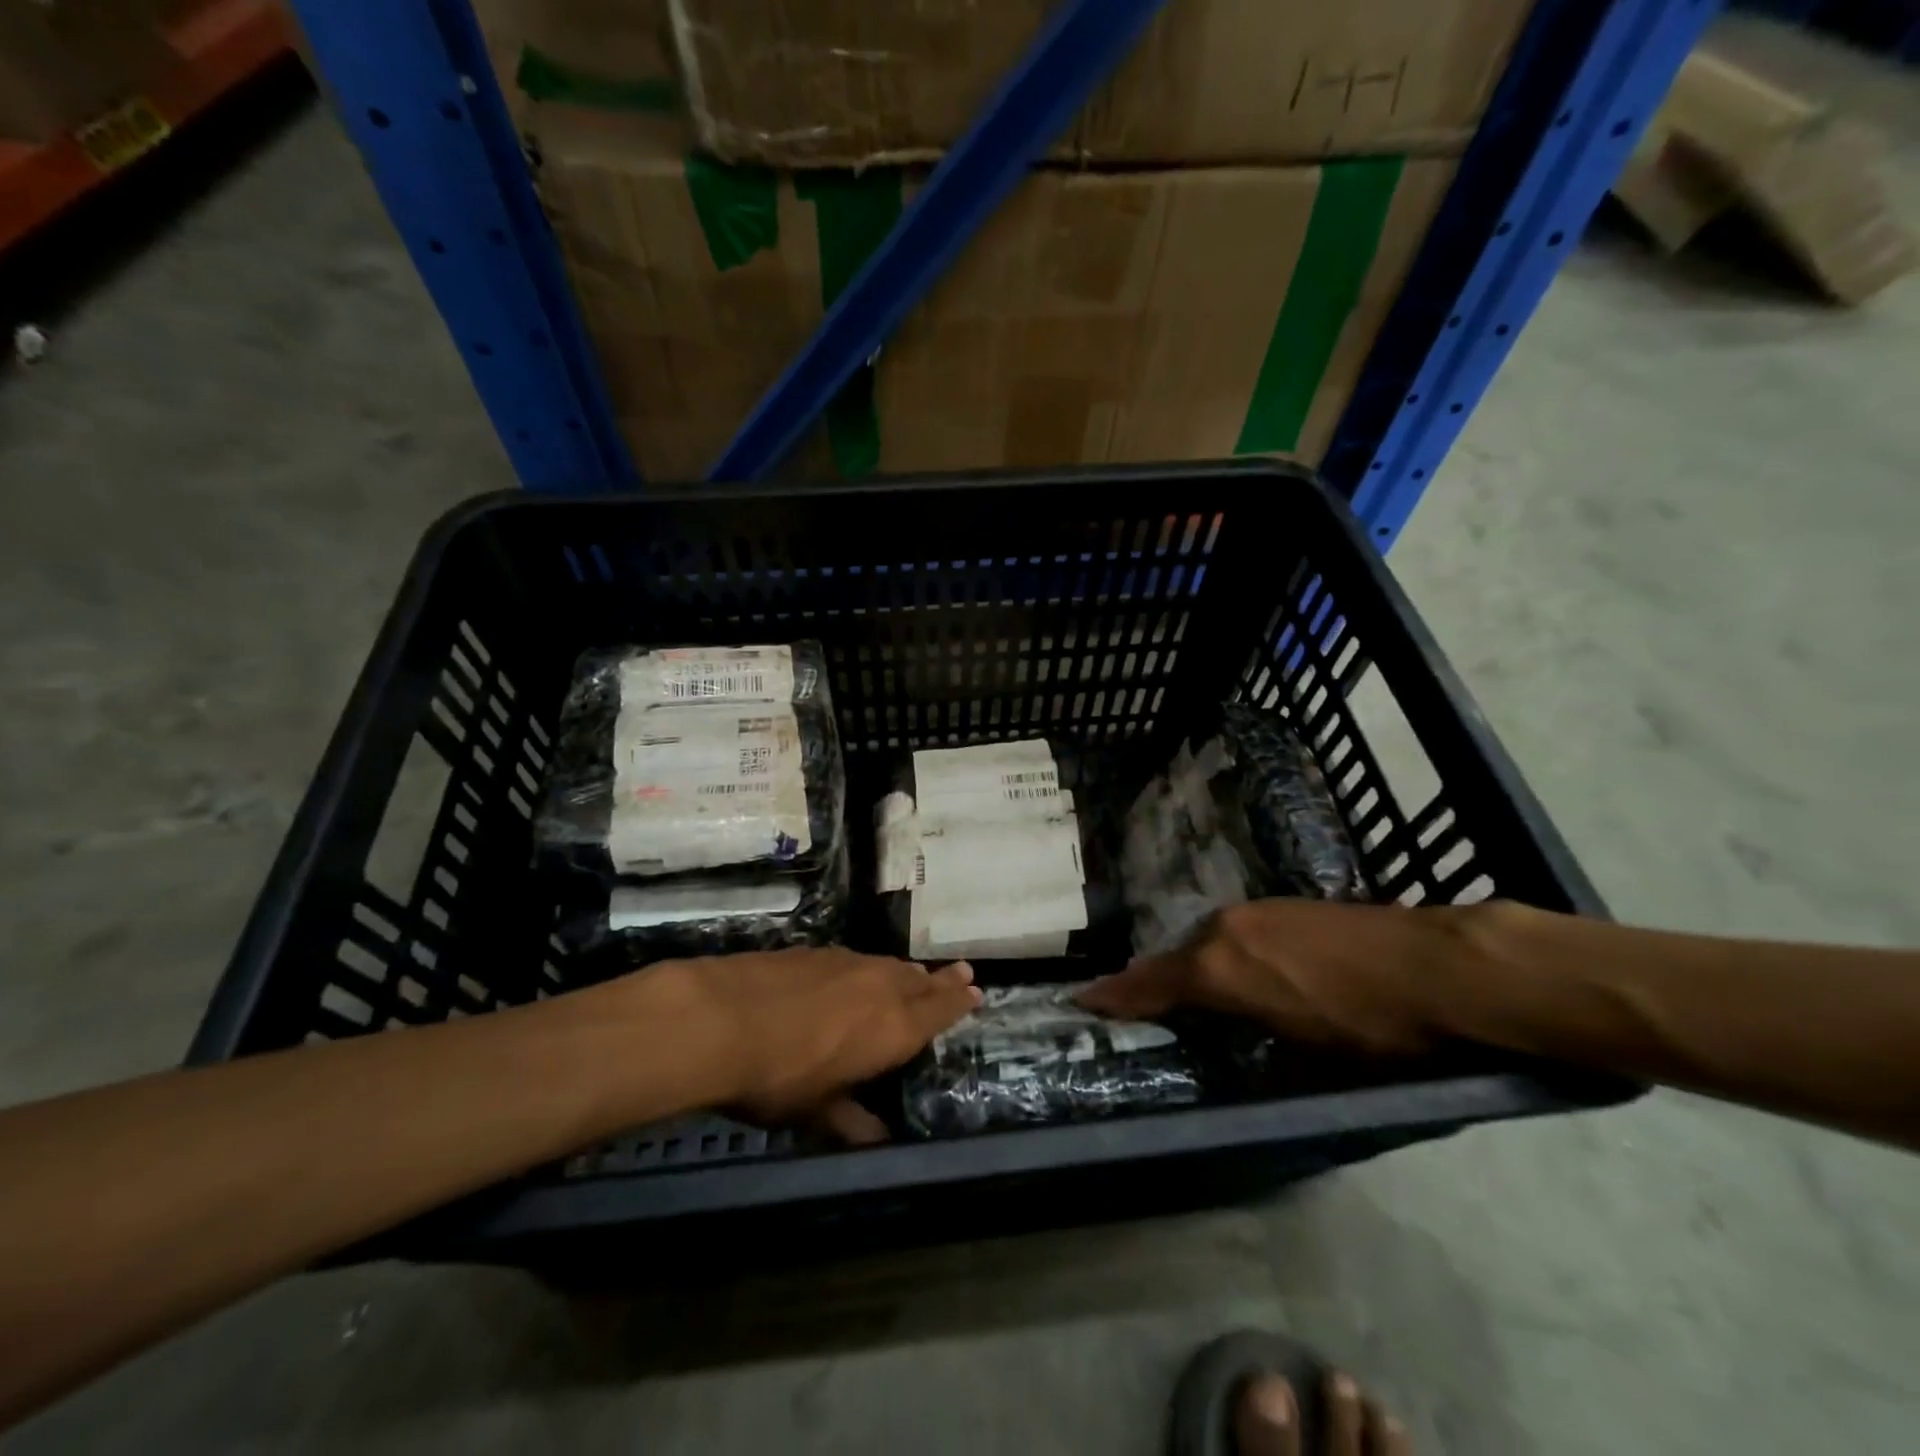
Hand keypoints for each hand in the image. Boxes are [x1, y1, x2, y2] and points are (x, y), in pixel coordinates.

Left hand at [646, 947, 981, 1140]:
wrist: (721, 1019)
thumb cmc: (778, 1077)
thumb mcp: (816, 1111)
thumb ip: (851, 1120)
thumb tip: (878, 1142)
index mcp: (892, 1028)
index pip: (938, 1012)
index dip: (958, 1002)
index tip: (976, 990)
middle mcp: (879, 987)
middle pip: (920, 981)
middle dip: (941, 981)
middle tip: (962, 972)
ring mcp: (846, 963)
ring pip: (889, 966)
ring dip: (907, 972)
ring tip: (917, 974)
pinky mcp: (814, 952)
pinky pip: (856, 959)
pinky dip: (869, 967)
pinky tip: (857, 972)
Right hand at [1078, 900, 1450, 1055]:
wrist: (1438, 964)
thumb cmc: (1372, 1027)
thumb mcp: (1308, 1059)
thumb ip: (1253, 1046)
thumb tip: (1231, 1049)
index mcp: (1219, 968)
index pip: (1152, 984)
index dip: (1116, 995)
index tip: (1082, 999)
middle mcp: (1223, 930)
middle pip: (1176, 960)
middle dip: (1157, 986)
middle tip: (1145, 1010)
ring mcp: (1253, 910)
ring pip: (1204, 942)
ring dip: (1194, 968)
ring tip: (1199, 995)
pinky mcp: (1281, 904)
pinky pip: (1232, 932)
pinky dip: (1223, 953)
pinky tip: (1249, 971)